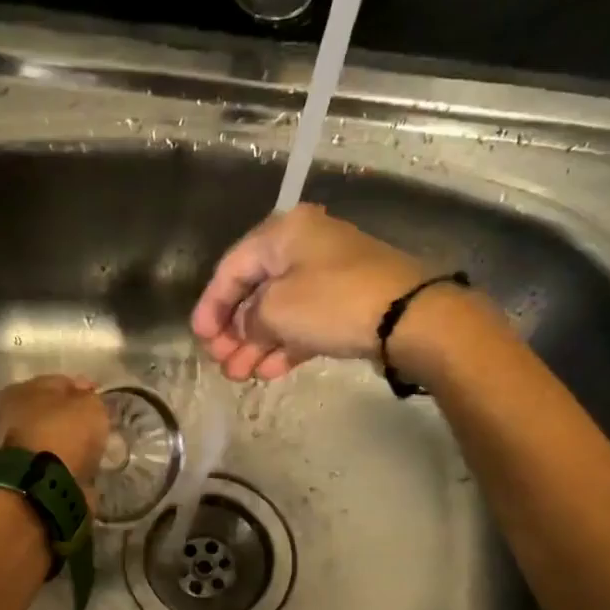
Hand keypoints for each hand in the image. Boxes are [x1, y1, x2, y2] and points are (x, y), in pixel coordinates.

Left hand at [0, 375, 109, 494]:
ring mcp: (13, 447)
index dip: (82, 390)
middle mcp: (10, 415)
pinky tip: (80, 467)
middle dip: (71, 418)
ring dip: (66, 443)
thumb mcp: (89, 406)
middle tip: (95, 427)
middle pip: (50, 412)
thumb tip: (88, 398)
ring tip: (90, 450)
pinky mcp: (22, 474)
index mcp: (21, 390)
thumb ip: (90, 399)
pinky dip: (63, 464)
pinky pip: (50, 462)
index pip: (59, 382)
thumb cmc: (63, 433)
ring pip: (49, 438)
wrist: (41, 485)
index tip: (100, 401)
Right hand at [190, 204, 431, 380]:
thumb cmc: (333, 303)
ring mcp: (328, 276)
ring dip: (256, 345)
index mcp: (283, 233)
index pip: (232, 268)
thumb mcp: (276, 310)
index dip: (211, 305)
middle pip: (255, 291)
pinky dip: (284, 345)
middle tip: (220, 362)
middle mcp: (304, 247)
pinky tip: (269, 372)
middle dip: (234, 331)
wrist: (409, 318)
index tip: (200, 338)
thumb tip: (247, 329)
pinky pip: (304, 323)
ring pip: (279, 312)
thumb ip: (249, 320)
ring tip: (240, 376)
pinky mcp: (346, 303)